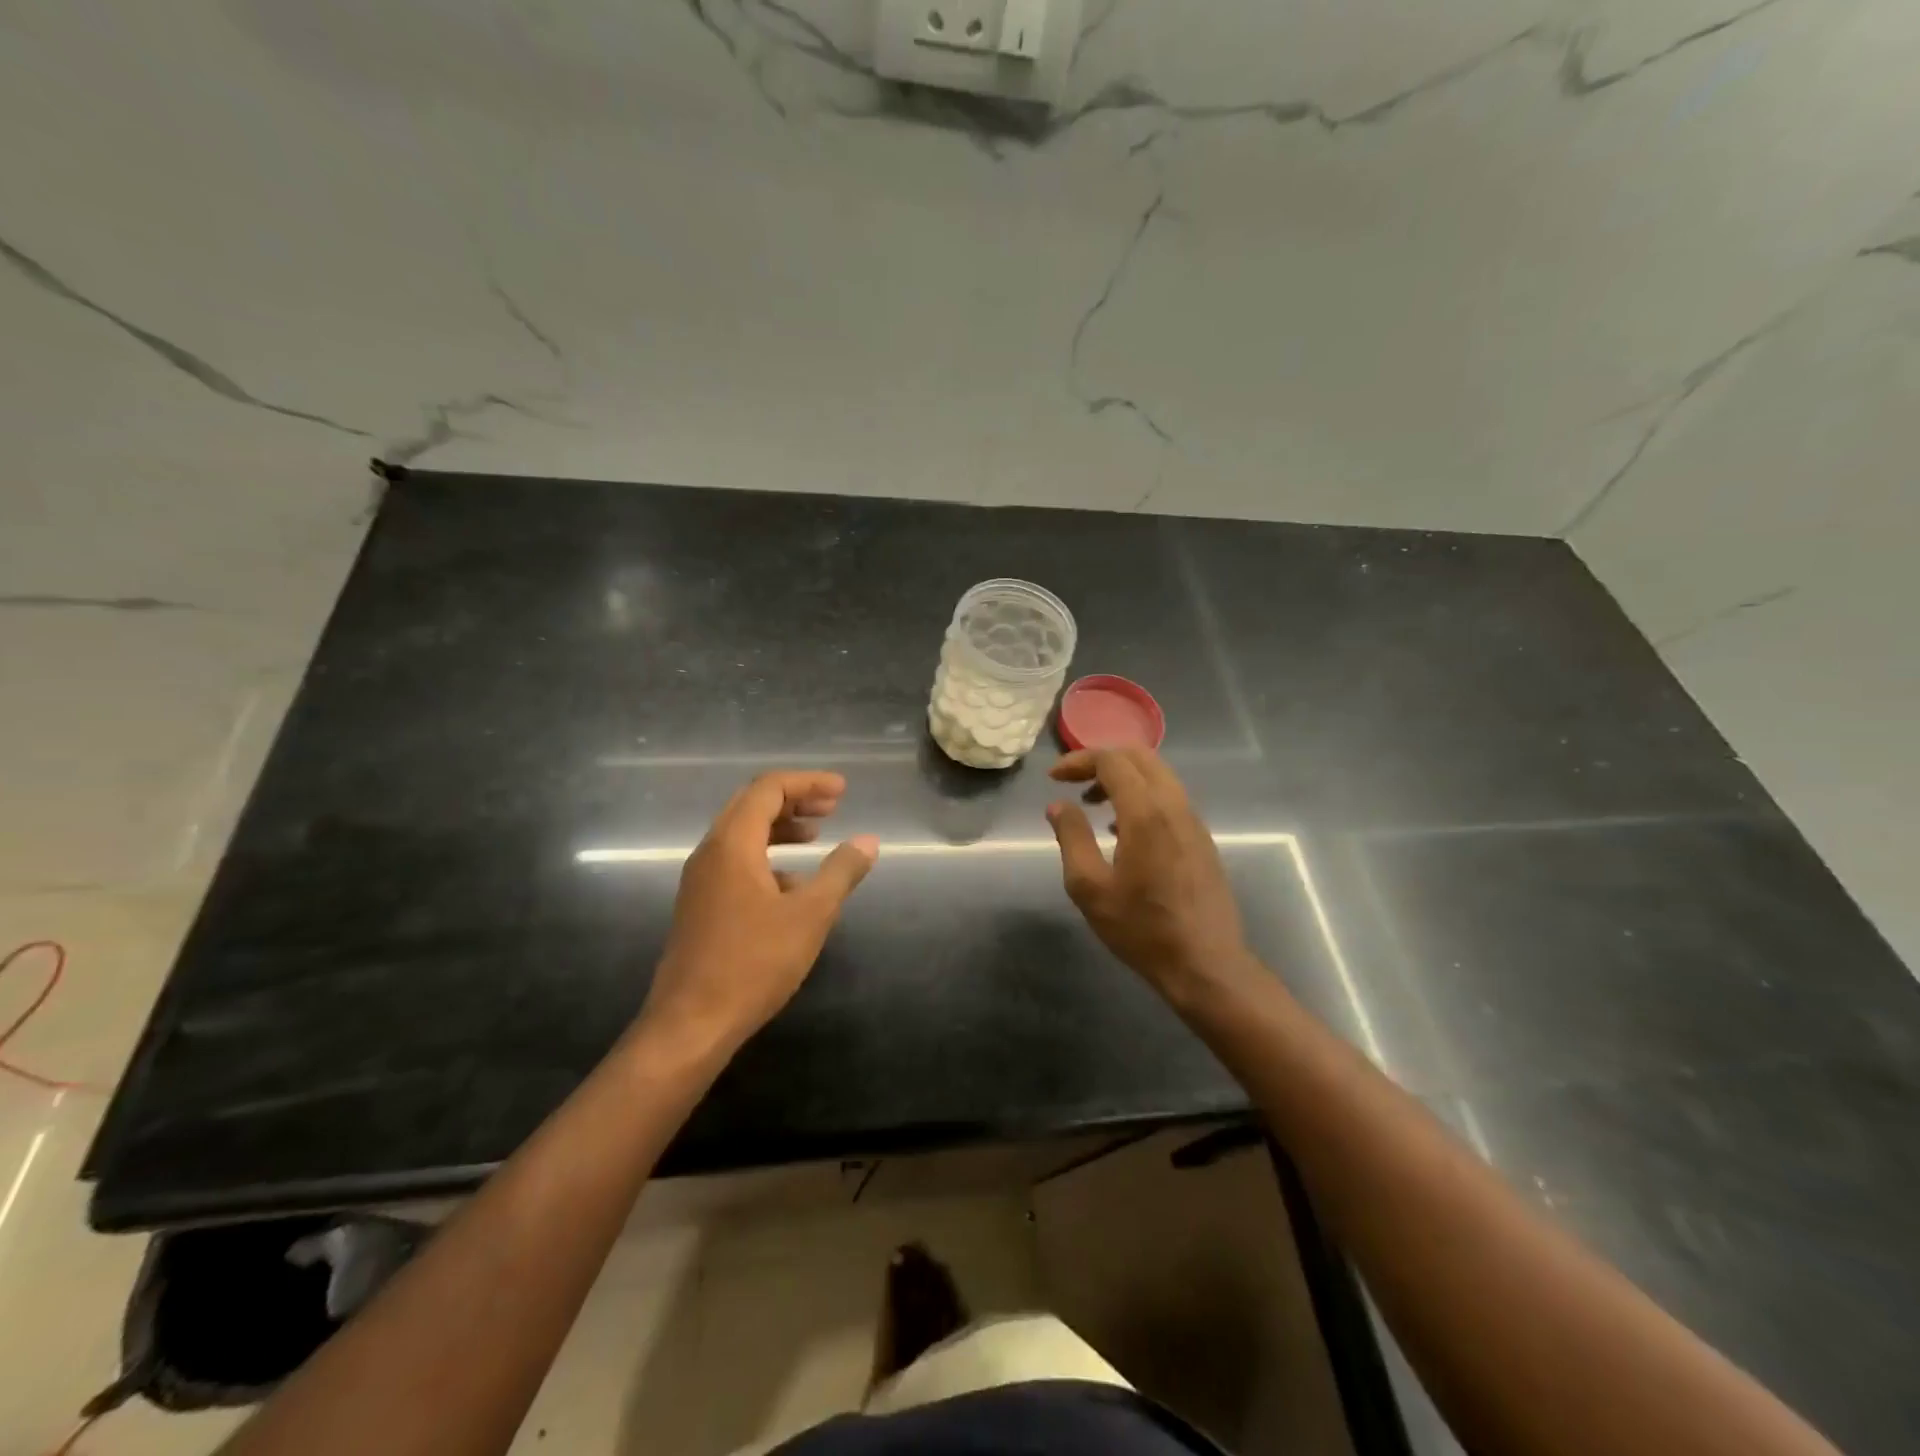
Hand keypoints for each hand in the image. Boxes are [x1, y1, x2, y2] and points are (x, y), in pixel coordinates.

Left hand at [645, 771, 878, 1049]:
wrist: (691, 1024)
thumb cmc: (753, 963)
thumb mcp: (810, 915)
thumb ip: (841, 872)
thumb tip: (869, 841)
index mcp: (732, 844)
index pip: (768, 789)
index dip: (808, 783)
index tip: (842, 791)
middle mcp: (710, 852)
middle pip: (751, 805)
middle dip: (794, 799)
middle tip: (833, 806)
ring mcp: (700, 880)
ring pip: (742, 834)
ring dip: (780, 827)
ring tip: (817, 836)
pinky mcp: (700, 905)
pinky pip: (735, 861)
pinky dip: (767, 856)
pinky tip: (793, 883)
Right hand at [1046, 748, 1252, 1000]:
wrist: (1205, 964)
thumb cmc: (1141, 928)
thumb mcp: (1090, 888)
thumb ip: (1072, 838)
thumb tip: (1058, 806)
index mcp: (1146, 813)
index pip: (1112, 761)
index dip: (1078, 761)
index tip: (1054, 779)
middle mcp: (1174, 806)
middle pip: (1140, 757)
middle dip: (1102, 760)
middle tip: (1073, 782)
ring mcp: (1194, 822)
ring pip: (1158, 775)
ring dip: (1123, 777)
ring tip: (1094, 804)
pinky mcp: (1201, 839)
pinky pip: (1169, 798)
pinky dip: (1142, 795)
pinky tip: (1122, 830)